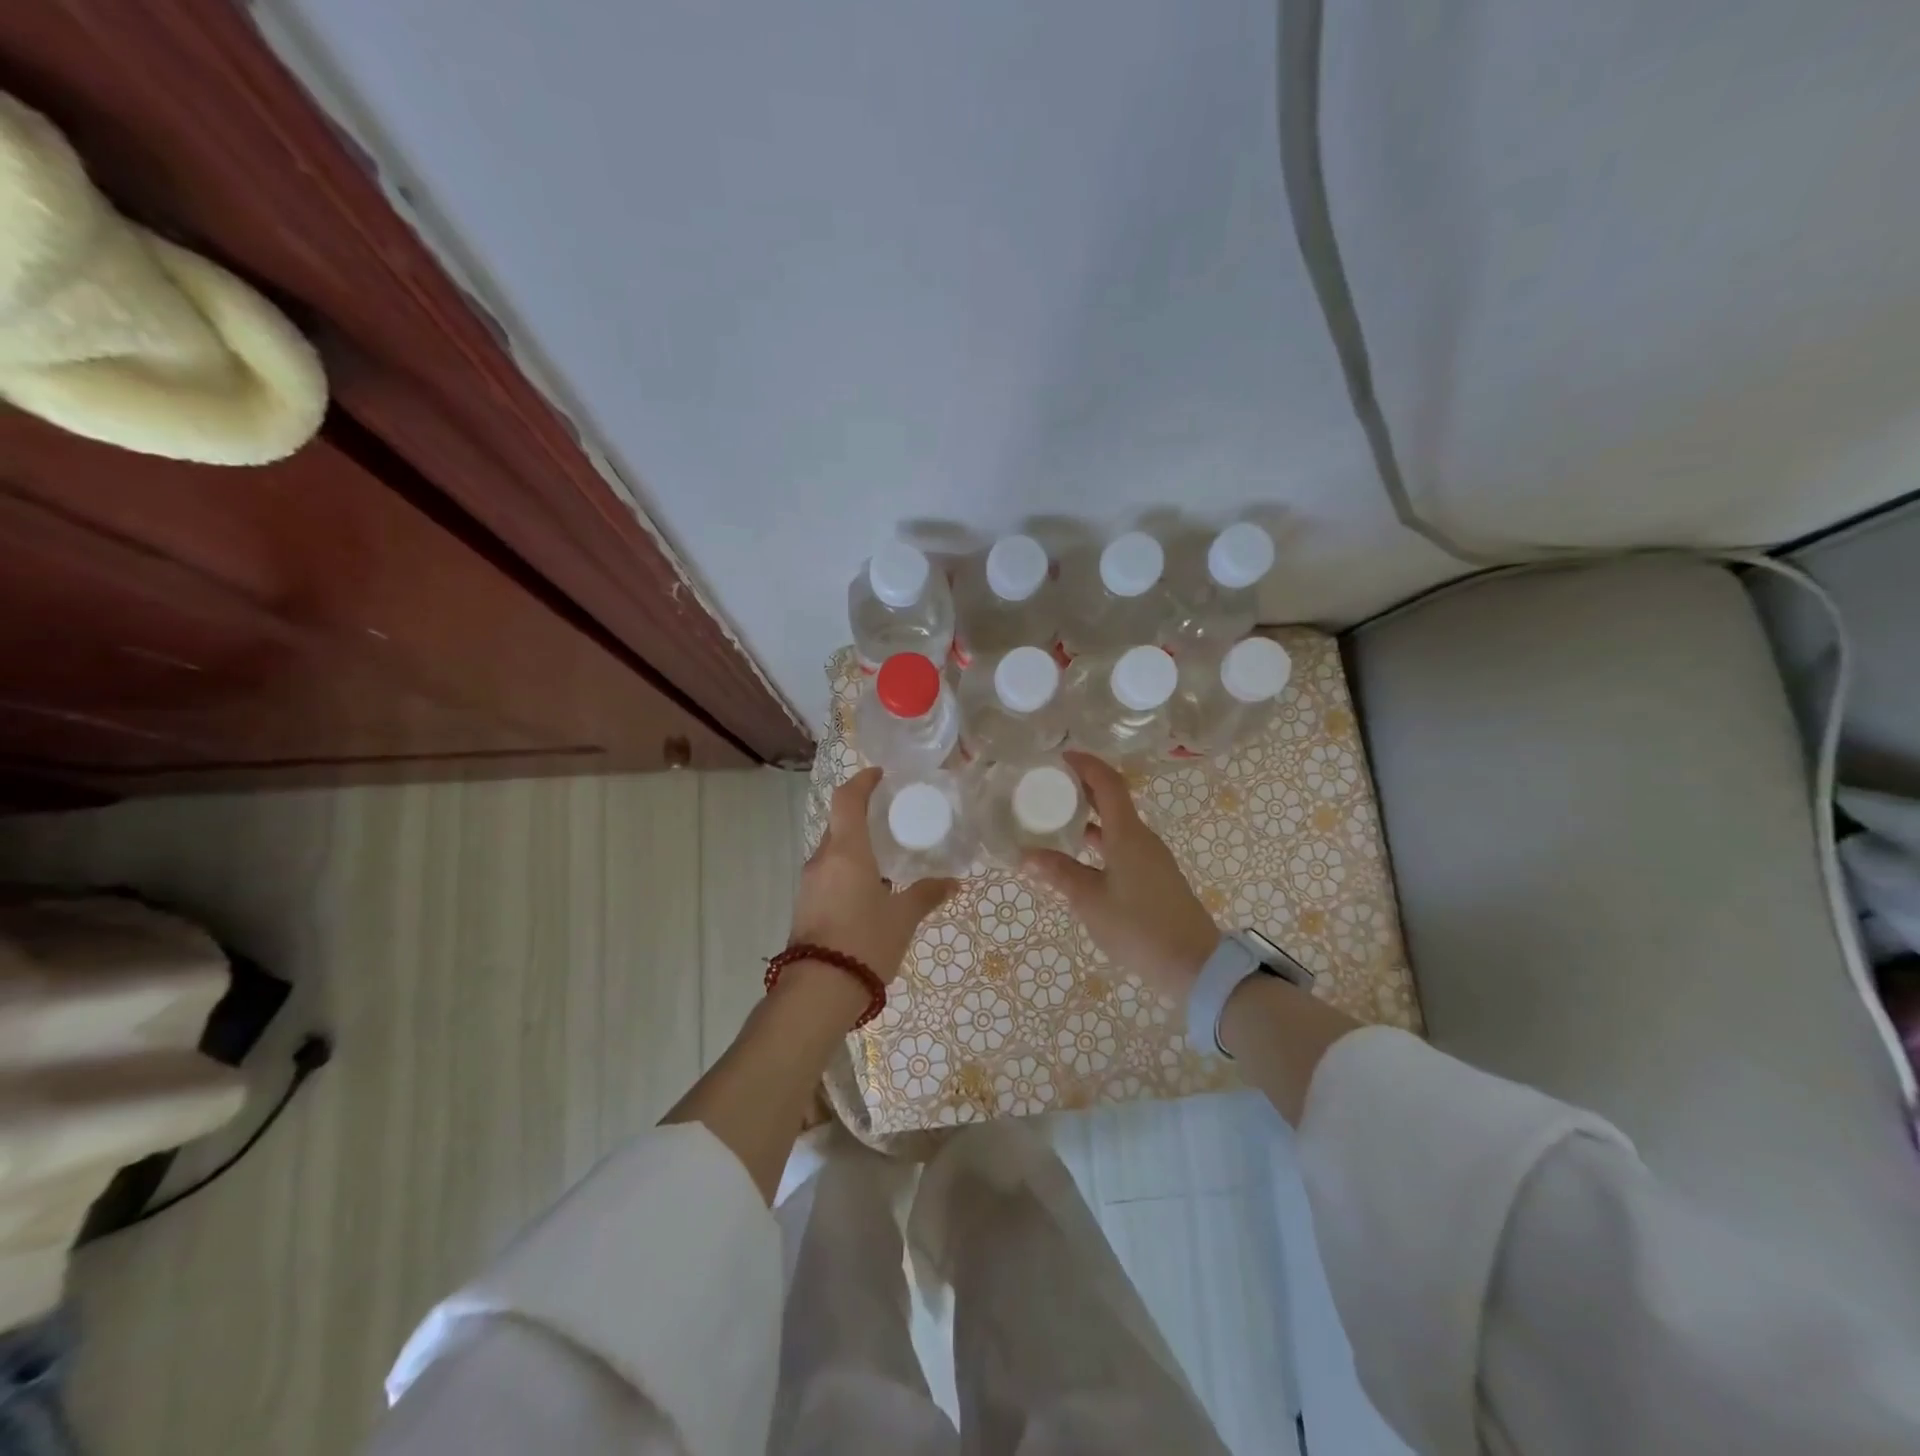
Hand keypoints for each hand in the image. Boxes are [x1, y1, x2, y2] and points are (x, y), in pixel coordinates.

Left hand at [790, 767, 957, 983]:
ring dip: (855, 845)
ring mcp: (809, 883)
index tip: (880, 776)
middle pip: (838, 824)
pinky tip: (870, 887)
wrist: (818, 991)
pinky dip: (848, 868)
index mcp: (846, 852)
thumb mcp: (902, 917)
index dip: (862, 782)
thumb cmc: (865, 942)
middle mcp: (822, 859)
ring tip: (885, 855)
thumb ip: (926, 894)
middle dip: (862, 815)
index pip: (847, 800)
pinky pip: (828, 873)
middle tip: (891, 817)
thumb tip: (953, 882)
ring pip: (833, 850)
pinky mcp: (805, 905)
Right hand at [1021, 751, 1220, 998]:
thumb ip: (1059, 873)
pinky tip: (1079, 858)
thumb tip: (1026, 855)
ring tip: (1057, 820)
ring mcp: (1151, 858)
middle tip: (1050, 787)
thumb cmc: (1138, 926)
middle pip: (1113, 800)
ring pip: (1117, 825)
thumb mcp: (1090, 900)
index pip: (1107, 783)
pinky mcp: (1154, 878)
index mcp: (1127, 833)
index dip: (1085, 765)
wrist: (1193, 964)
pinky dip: (1100, 841)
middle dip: (1083, 789)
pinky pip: (1122, 846)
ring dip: (1090, 817)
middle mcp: (1142, 838)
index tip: (1060, 757)